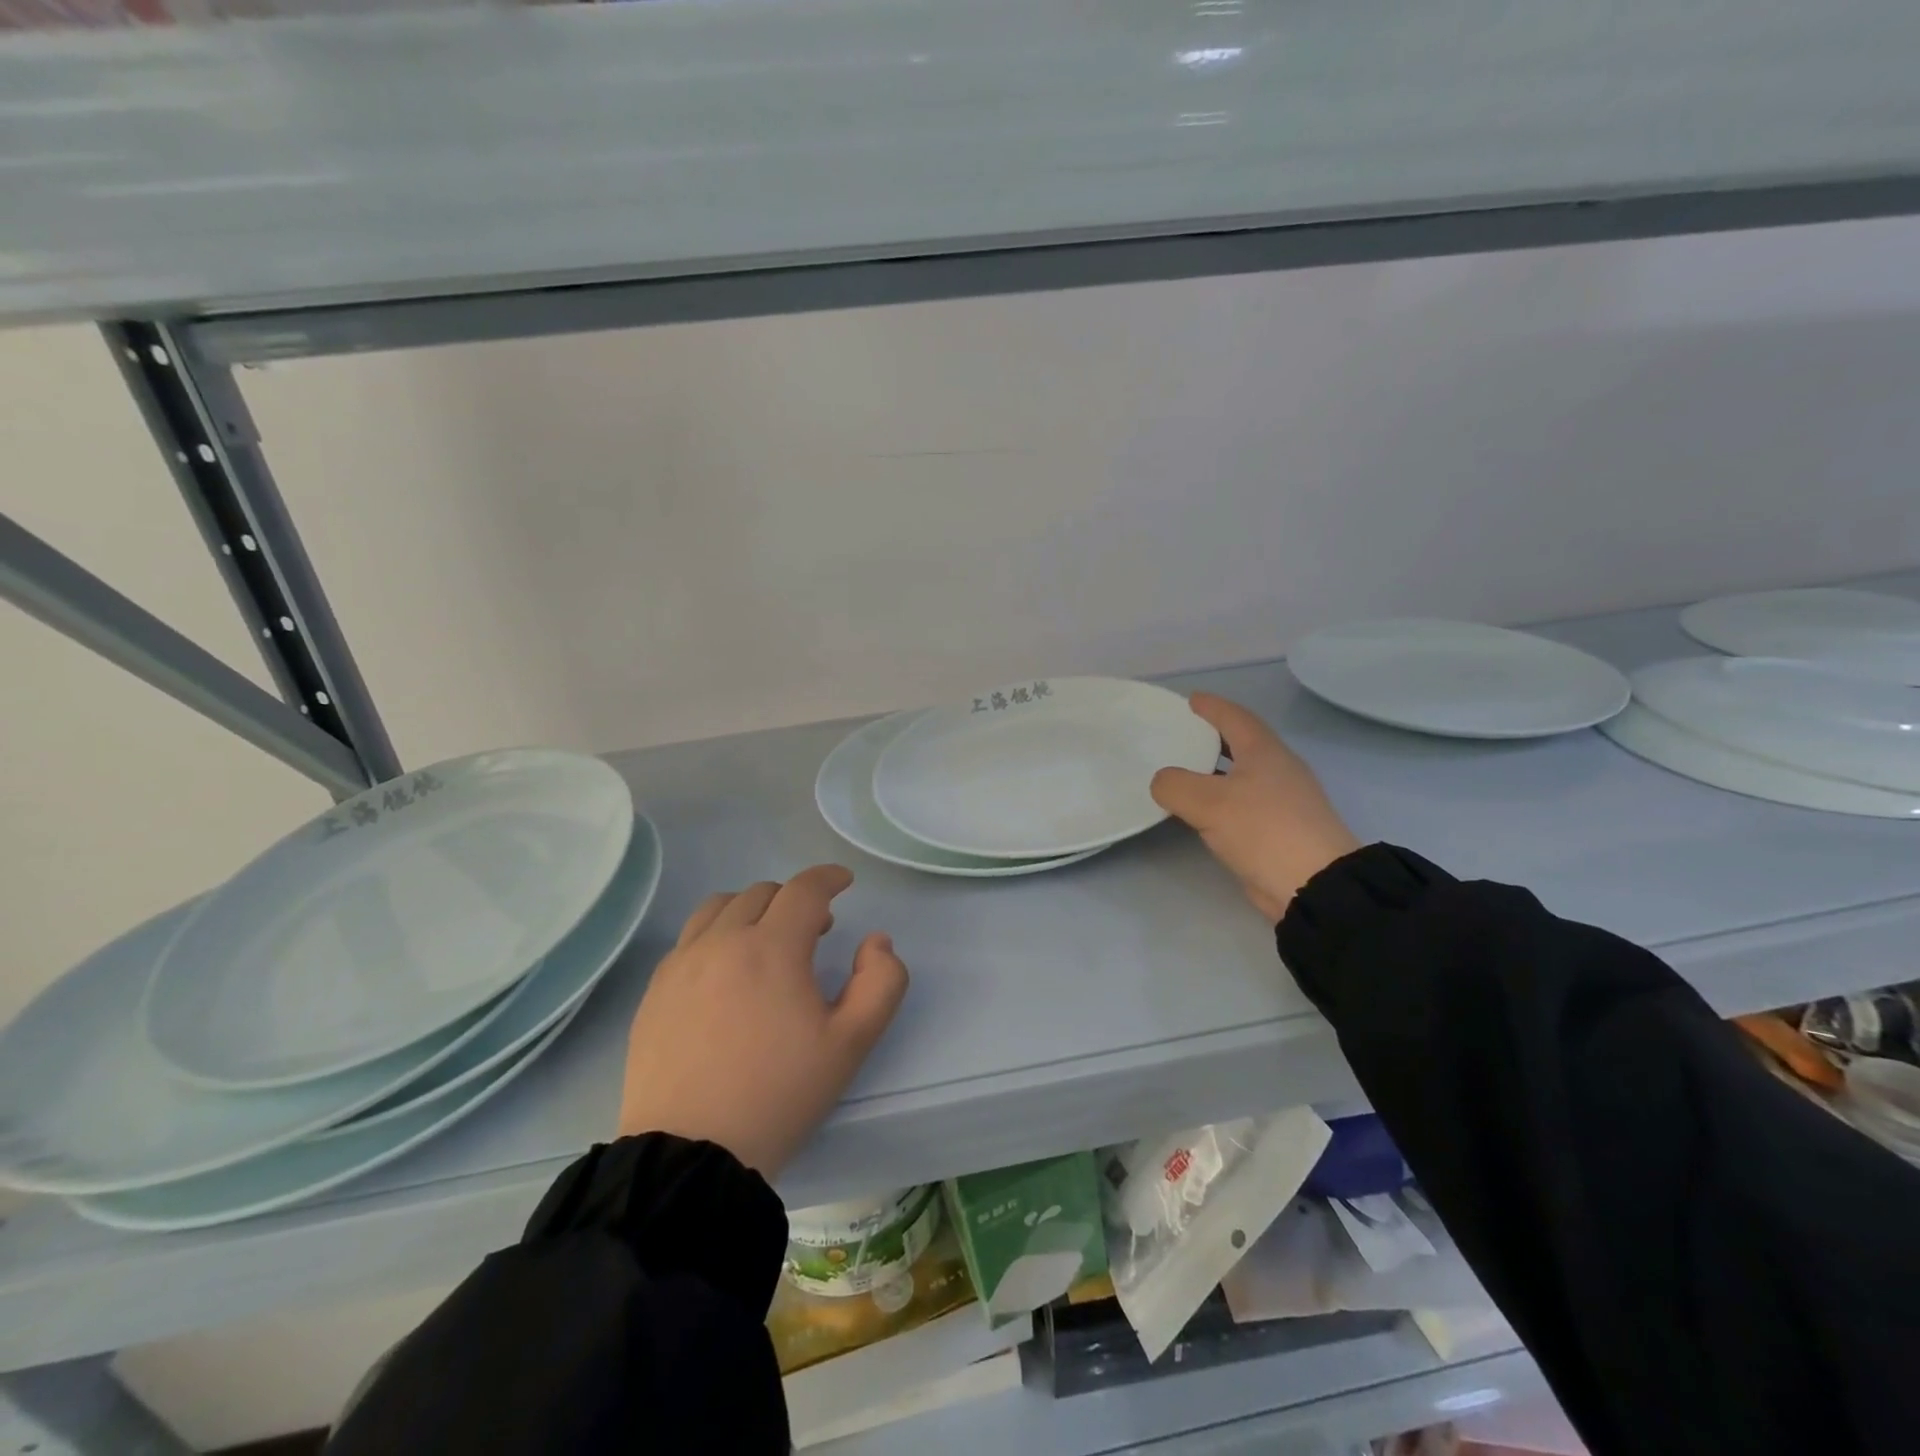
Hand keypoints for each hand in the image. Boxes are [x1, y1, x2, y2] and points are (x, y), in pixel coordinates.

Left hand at [617, 864, 907, 1179]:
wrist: (691, 1156)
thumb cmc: (780, 1095)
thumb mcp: (852, 1043)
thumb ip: (881, 981)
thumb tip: (875, 941)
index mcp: (772, 948)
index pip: (804, 890)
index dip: (828, 878)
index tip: (843, 881)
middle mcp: (722, 941)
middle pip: (762, 893)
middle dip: (794, 899)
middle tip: (814, 930)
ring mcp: (681, 964)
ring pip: (718, 907)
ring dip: (751, 909)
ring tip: (765, 940)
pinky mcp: (655, 991)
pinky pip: (689, 939)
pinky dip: (716, 934)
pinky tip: (726, 971)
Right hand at [1151, 694, 1359, 921]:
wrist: (1314, 884)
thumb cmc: (1263, 830)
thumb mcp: (1207, 803)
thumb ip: (1175, 785)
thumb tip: (1163, 782)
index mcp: (1265, 752)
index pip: (1235, 717)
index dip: (1212, 706)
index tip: (1191, 699)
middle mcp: (1278, 769)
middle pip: (1243, 743)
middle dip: (1215, 736)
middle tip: (1184, 734)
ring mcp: (1284, 801)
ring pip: (1244, 774)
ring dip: (1217, 770)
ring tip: (1186, 771)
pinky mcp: (1282, 829)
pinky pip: (1244, 802)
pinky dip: (1222, 798)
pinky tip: (1204, 811)